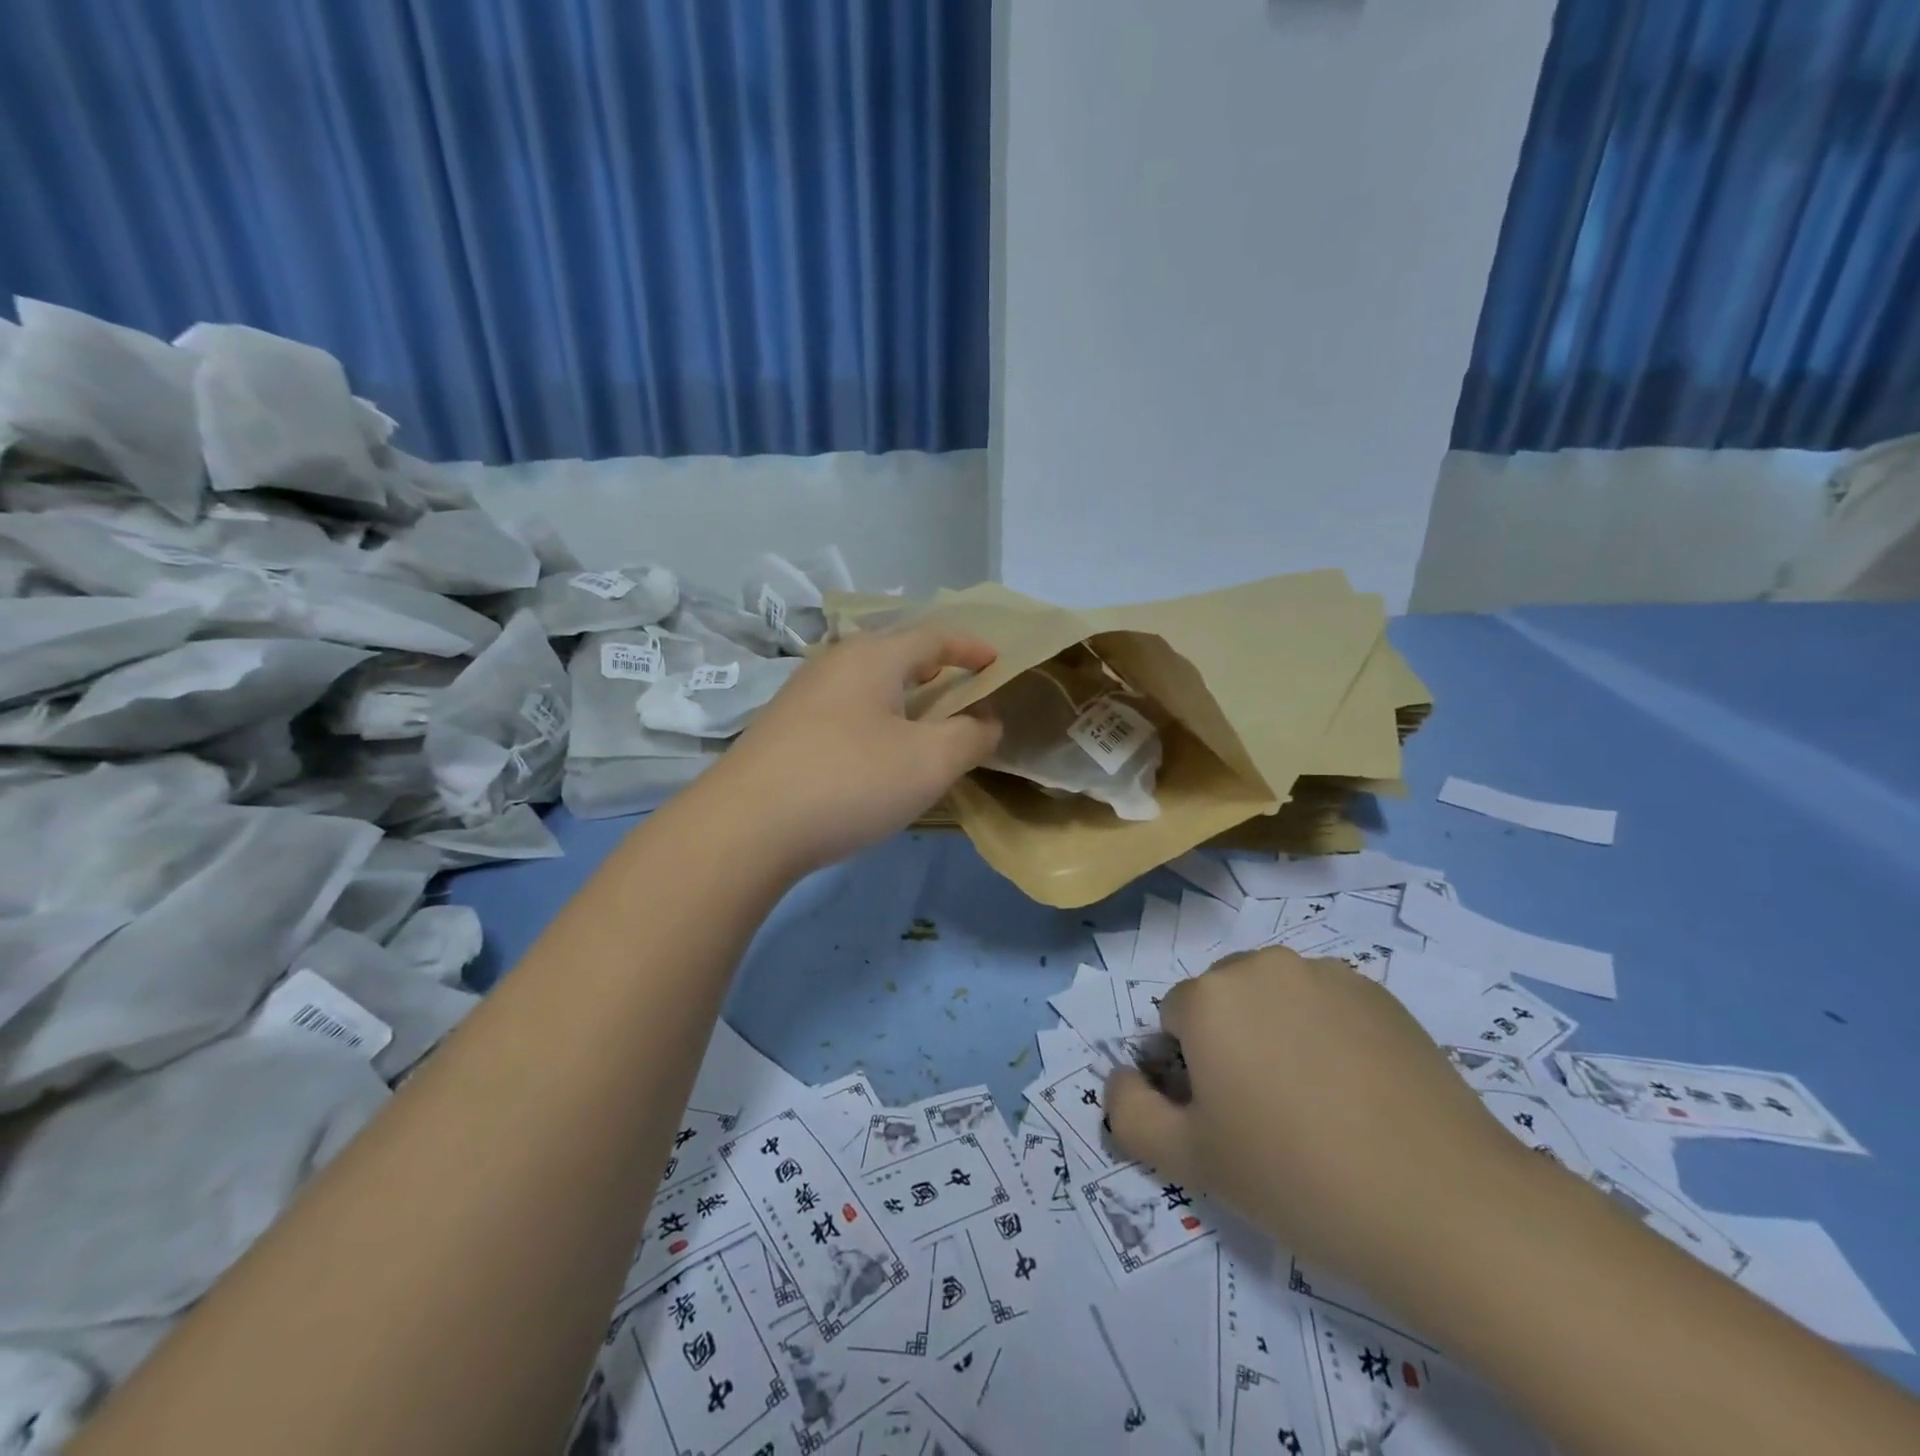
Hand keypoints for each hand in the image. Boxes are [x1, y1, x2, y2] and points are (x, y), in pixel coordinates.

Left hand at [709, 627, 1001, 875]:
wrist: (745, 826)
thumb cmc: (850, 780)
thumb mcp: (930, 762)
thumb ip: (971, 736)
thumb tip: (988, 719)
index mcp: (873, 656)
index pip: (934, 636)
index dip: (971, 647)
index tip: (997, 660)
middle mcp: (834, 663)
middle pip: (895, 652)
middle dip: (934, 666)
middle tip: (962, 685)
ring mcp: (802, 694)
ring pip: (866, 681)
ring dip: (901, 694)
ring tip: (922, 718)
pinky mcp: (782, 728)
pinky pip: (844, 708)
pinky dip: (874, 717)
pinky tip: (874, 749)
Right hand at [1104, 948, 1522, 1284]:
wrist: (1443, 1205)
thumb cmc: (1296, 1178)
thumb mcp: (1190, 1162)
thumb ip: (1128, 1113)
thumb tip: (1119, 1077)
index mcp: (1210, 997)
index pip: (1173, 1021)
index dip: (1189, 1072)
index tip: (1225, 1119)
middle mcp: (1263, 966)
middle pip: (1223, 1001)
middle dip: (1230, 1044)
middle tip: (1268, 1115)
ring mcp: (1327, 974)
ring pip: (1275, 999)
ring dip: (1277, 1035)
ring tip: (1319, 1106)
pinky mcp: (1379, 993)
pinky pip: (1326, 1004)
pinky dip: (1327, 1035)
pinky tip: (1361, 1094)